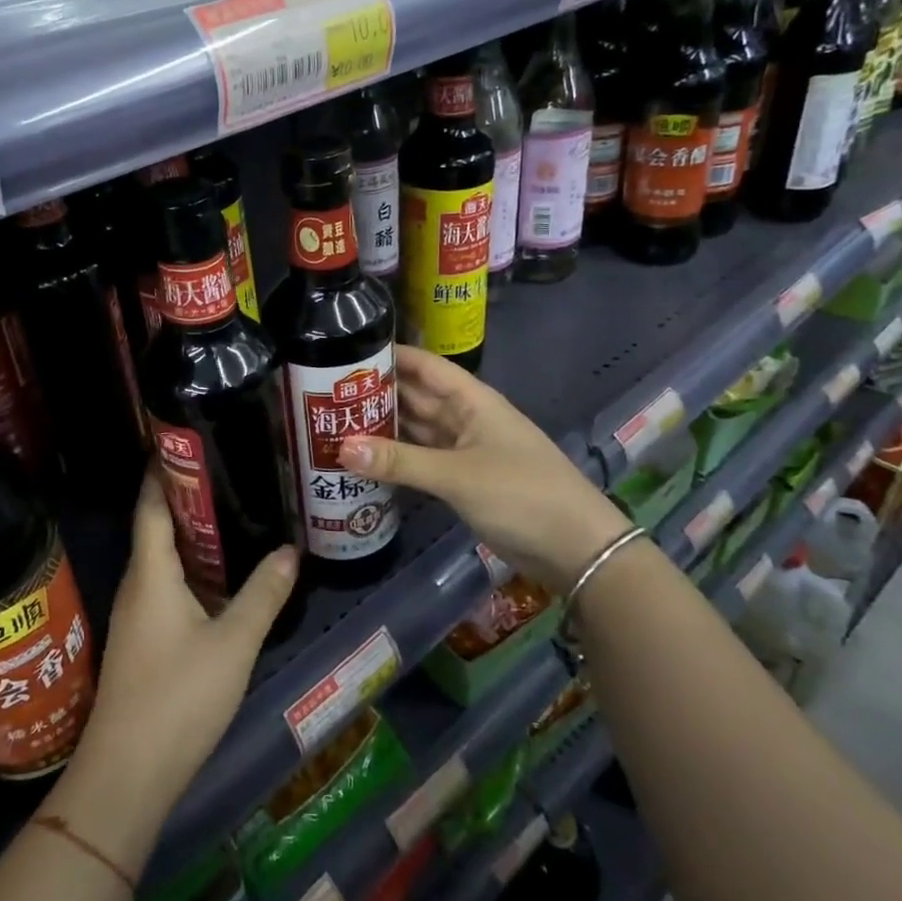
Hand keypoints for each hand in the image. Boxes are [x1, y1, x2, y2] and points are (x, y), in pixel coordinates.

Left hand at [52, 465, 298, 874]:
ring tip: (235, 513)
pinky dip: (193, 569)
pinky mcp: (143, 639)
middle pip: (158, 524)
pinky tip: (222, 576)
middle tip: (231, 470)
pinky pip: (168, 585)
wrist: (126, 775)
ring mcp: (137, 613)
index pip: (152, 502)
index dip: (165, 467)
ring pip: (164, 558)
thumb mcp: (233, 643)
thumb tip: (289, 550)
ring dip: (194, 535)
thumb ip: (263, 595)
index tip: (188, 438)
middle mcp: (138, 583)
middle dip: (189, 496)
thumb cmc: (178, 697)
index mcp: (151, 571)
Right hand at [338, 344, 628, 590]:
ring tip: (334, 422)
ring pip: (417, 430)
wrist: (576, 549)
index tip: (346, 351)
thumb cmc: (521, 494)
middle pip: (416, 397)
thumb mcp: (456, 475)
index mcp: (472, 400)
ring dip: (383, 427)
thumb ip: (398, 462)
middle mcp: (466, 418)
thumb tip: (340, 448)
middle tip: (325, 392)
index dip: (390, 355)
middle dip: (377, 393)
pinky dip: (396, 458)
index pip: (424, 365)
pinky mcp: (463, 480)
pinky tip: (364, 459)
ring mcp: (465, 450)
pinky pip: (422, 460)